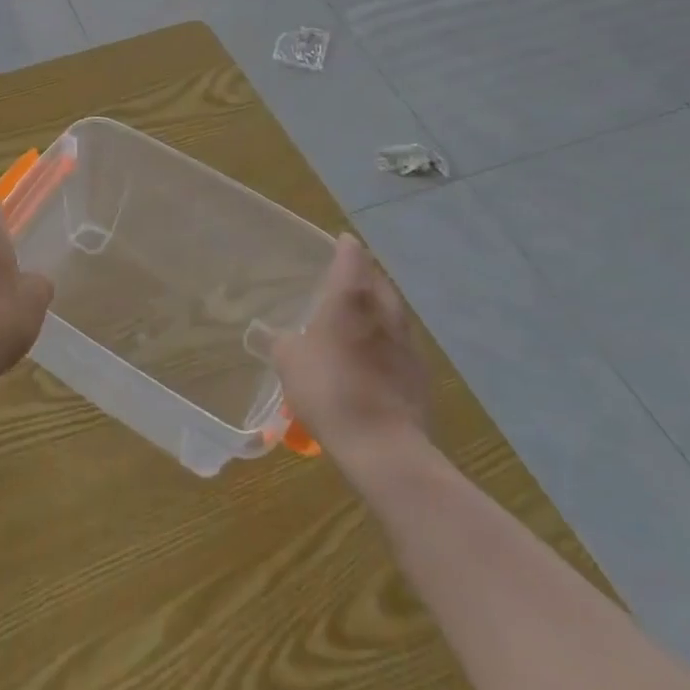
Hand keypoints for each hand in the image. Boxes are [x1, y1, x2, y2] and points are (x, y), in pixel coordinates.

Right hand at [273, 234, 429, 456]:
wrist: (383, 446)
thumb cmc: (329, 388)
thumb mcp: (288, 360)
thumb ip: (279, 340)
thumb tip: (270, 332)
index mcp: (352, 296)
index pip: (352, 255)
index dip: (344, 246)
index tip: (338, 243)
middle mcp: (384, 309)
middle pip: (377, 279)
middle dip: (362, 275)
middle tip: (343, 281)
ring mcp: (407, 341)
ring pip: (392, 311)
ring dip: (376, 309)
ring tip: (356, 319)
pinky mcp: (419, 372)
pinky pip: (399, 343)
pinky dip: (385, 341)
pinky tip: (370, 358)